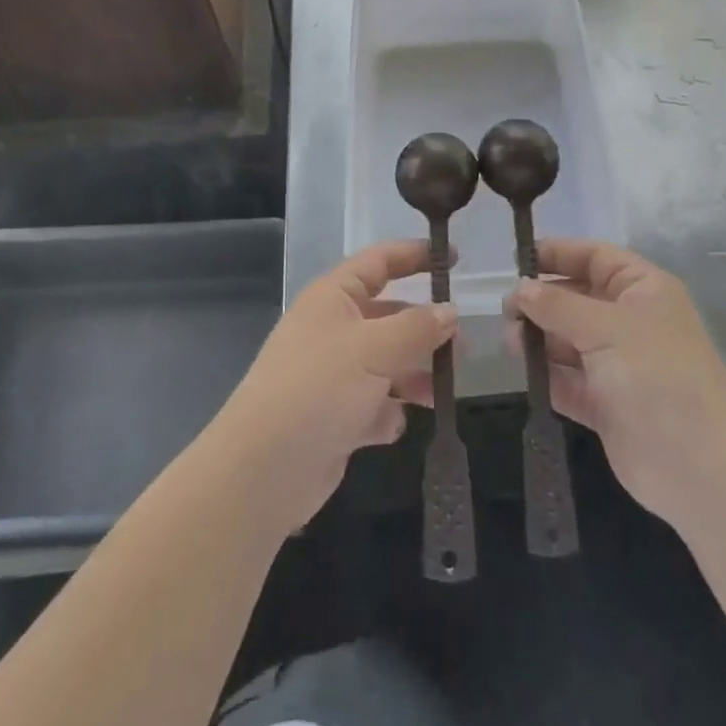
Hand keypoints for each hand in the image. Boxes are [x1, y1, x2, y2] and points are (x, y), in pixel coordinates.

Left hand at [210, 241, 455, 533]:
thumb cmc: (319, 388)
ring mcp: (333, 374)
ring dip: (413, 376)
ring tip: (440, 392)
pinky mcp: (334, 417)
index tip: (453, 259)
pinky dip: (387, 413)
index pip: (379, 262)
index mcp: (333, 297)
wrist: (263, 469)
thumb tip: (450, 311)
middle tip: (462, 345)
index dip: (414, 255)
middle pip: (388, 316)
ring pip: (386, 363)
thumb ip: (417, 327)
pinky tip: (391, 425)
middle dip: (424, 329)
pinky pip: (373, 405)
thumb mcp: (375, 348)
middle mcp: (332, 329)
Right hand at [505, 241, 725, 529]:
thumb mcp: (606, 328)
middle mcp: (630, 322)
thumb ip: (557, 305)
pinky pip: (568, 380)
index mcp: (642, 290)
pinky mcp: (606, 405)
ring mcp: (618, 365)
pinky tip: (523, 372)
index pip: (595, 257)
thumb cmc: (658, 377)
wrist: (702, 468)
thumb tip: (520, 288)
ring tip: (510, 342)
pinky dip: (547, 375)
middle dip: (542, 300)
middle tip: (505, 310)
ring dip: (540, 338)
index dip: (558, 254)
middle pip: (577, 298)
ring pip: (568, 340)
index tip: (516, 261)